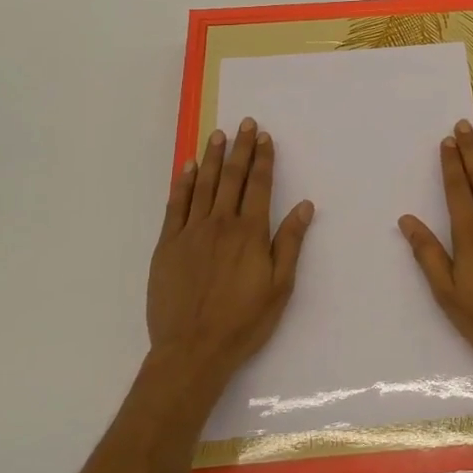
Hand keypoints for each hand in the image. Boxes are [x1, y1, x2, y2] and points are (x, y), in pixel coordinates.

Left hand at [147, 118, 313, 390]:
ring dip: (211, 158)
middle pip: (232, 177)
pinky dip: (182, 184)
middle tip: (244, 123)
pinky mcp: (168, 245)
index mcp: (250, 232)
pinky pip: (176, 205)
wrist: (192, 350)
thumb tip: (305, 206)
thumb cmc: (243, 321)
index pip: (259, 185)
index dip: (262, 159)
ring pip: (203, 185)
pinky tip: (187, 168)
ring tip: (218, 135)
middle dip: (240, 148)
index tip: (264, 137)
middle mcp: (221, 224)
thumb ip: (289, 242)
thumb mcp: (279, 287)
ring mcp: (191, 232)